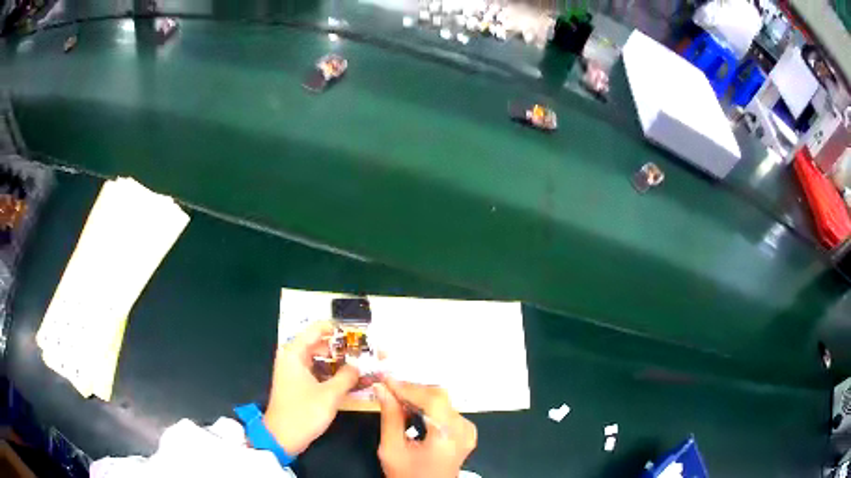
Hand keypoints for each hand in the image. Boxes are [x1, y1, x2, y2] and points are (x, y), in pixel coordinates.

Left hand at [263, 321, 359, 454]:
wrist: (283, 437)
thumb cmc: (304, 412)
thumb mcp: (330, 394)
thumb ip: (347, 376)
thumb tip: (358, 365)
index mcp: (294, 353)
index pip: (317, 329)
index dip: (338, 330)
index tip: (359, 335)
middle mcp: (292, 357)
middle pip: (319, 343)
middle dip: (341, 348)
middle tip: (364, 354)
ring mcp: (293, 371)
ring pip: (319, 359)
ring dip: (338, 362)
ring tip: (360, 367)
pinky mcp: (297, 384)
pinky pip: (316, 371)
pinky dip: (331, 373)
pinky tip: (348, 381)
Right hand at [375, 379, 476, 477]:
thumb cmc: (408, 475)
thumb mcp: (392, 449)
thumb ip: (390, 417)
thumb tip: (383, 390)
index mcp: (448, 436)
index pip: (431, 399)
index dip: (408, 386)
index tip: (386, 380)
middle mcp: (463, 431)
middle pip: (440, 396)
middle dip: (413, 390)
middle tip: (389, 389)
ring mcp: (467, 432)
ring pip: (444, 401)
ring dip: (420, 397)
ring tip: (397, 399)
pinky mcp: (466, 433)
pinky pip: (448, 410)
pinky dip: (430, 406)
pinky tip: (413, 410)